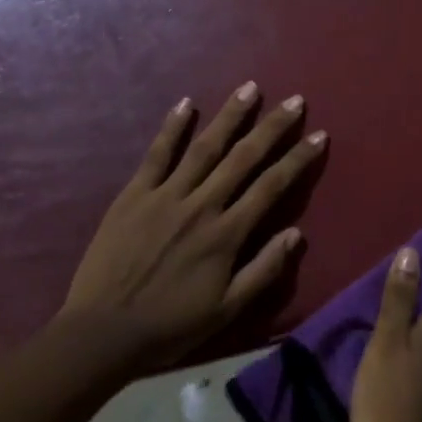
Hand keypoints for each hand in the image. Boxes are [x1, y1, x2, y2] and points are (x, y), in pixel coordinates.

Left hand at [58, 82, 326, 374]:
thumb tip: (297, 234)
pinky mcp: (133, 195)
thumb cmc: (170, 325)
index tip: (319, 136)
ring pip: (204, 147)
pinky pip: (156, 155)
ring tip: (250, 88)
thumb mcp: (227, 309)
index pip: (271, 187)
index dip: (297, 159)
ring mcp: (165, 196)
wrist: (102, 333)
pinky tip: (186, 104)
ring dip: (229, 116)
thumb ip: (264, 270)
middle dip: (272, 127)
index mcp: (226, 234)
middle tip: (294, 100)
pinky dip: (172, 128)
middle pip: (243, 158)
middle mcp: (201, 205)